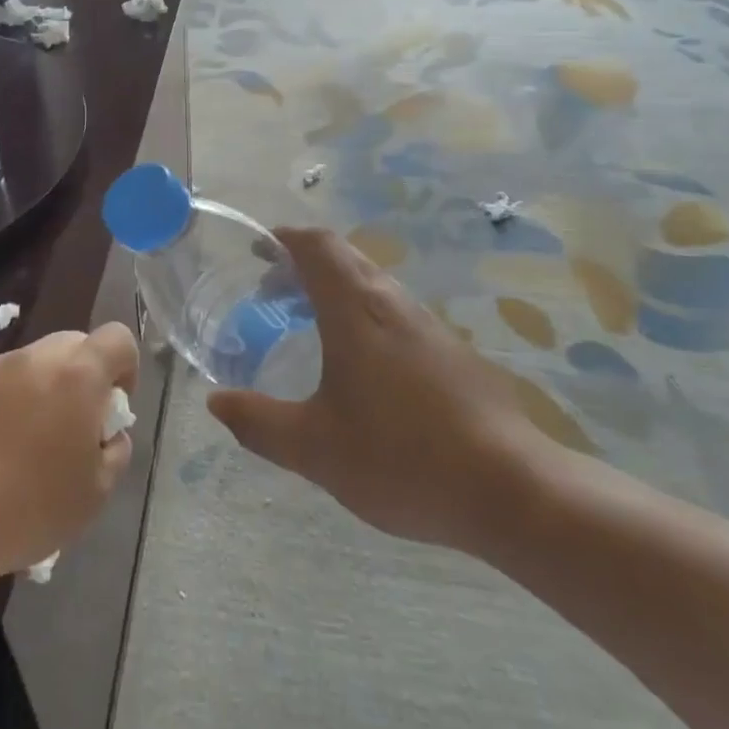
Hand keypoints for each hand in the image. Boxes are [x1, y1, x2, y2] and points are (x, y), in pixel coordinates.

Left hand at [0, 323, 138, 583]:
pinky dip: (7, 399)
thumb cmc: (28, 510)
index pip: (118, 338)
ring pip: (35, 361)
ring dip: (44, 386)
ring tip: (28, 439)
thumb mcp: (96, 493)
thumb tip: (108, 432)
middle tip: (73, 425)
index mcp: (78, 374)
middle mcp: (36, 357)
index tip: (112, 408)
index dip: (125, 367)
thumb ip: (115, 450)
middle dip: (84, 375)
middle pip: (75, 344)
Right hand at [207, 228, 556, 555]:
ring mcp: (429, 326)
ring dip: (333, 288)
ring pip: (372, 284)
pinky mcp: (451, 352)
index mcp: (356, 310)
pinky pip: (394, 312)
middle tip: (270, 290)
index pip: (317, 246)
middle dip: (303, 262)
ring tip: (306, 323)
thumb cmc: (402, 458)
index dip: (286, 239)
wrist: (512, 490)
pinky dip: (361, 314)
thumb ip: (259, 422)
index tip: (258, 250)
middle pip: (345, 257)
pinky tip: (358, 364)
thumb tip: (216, 402)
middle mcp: (393, 304)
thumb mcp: (314, 448)